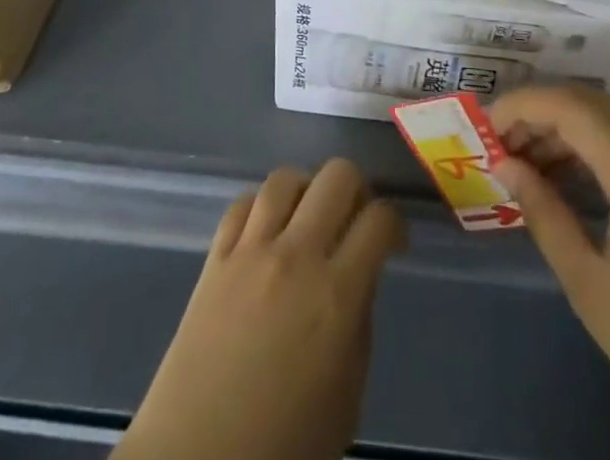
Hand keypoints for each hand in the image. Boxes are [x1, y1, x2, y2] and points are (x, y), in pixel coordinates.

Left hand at [115, 159, 405, 459]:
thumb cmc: (284, 447)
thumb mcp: (345, 399)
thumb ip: (360, 324)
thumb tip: (362, 274)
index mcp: (336, 296)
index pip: (378, 220)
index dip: (394, 223)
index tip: (393, 243)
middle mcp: (296, 256)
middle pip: (337, 176)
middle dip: (357, 189)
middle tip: (355, 220)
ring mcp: (250, 251)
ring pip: (286, 178)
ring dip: (306, 190)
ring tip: (309, 218)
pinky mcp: (214, 257)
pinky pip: (243, 203)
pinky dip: (262, 206)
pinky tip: (267, 230)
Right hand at [489, 84, 609, 459]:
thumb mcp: (591, 286)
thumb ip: (545, 214)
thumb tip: (506, 165)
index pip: (570, 106)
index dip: (521, 105)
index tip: (484, 128)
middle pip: (590, 103)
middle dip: (538, 113)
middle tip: (498, 146)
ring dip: (563, 130)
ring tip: (523, 164)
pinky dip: (590, 149)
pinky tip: (567, 181)